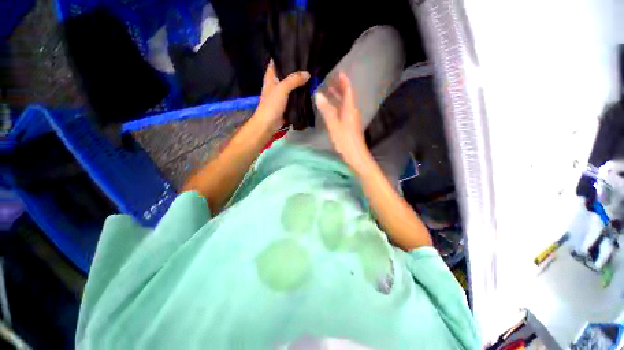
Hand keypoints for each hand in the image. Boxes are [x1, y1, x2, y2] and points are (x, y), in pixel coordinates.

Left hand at [254, 60, 309, 131]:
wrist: (269, 124)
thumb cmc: (272, 105)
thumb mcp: (282, 89)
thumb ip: (294, 80)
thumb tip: (308, 74)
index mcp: (271, 76)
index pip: (277, 60)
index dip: (285, 54)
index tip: (298, 49)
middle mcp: (277, 83)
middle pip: (287, 72)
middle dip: (297, 69)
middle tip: (310, 61)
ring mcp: (283, 93)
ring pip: (293, 84)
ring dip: (301, 81)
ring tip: (313, 72)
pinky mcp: (288, 102)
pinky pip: (296, 94)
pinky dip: (302, 92)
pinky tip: (310, 87)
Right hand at [315, 72, 370, 170]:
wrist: (355, 155)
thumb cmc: (345, 140)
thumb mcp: (334, 125)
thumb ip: (327, 110)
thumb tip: (318, 95)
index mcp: (350, 109)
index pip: (348, 90)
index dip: (343, 81)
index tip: (337, 72)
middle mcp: (352, 111)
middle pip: (346, 96)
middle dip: (339, 87)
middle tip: (328, 80)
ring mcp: (351, 119)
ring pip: (344, 104)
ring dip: (337, 97)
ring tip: (327, 91)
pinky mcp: (349, 125)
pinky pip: (342, 111)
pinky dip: (336, 106)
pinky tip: (330, 108)